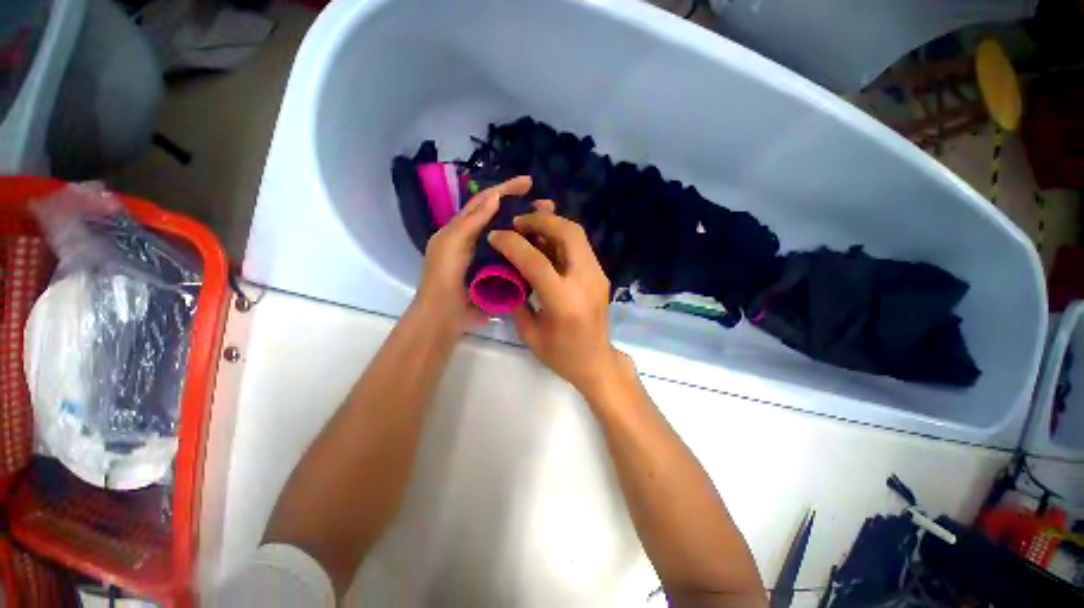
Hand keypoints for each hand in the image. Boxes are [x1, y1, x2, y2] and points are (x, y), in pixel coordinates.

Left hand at [412, 176, 547, 336]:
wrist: (445, 315)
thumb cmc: (443, 276)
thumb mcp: (451, 243)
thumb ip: (471, 221)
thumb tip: (495, 196)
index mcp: (464, 227)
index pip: (486, 201)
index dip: (506, 188)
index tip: (529, 182)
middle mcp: (480, 238)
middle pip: (503, 217)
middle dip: (524, 208)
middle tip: (548, 205)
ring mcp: (491, 257)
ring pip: (512, 237)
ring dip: (529, 229)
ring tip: (550, 224)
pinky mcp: (500, 274)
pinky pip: (516, 258)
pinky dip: (528, 251)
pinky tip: (543, 249)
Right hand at [488, 211, 625, 394]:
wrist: (596, 362)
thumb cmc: (561, 355)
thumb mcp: (529, 333)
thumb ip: (517, 300)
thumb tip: (506, 273)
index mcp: (564, 301)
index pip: (537, 261)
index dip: (513, 244)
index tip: (495, 236)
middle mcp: (585, 281)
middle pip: (567, 233)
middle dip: (541, 220)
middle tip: (518, 222)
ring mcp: (597, 275)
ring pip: (577, 234)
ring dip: (552, 224)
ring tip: (529, 226)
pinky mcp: (600, 275)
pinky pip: (580, 245)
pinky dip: (561, 236)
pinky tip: (545, 241)